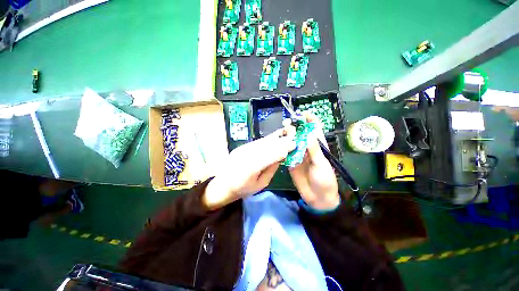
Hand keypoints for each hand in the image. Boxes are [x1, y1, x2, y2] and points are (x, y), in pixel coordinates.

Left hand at [203, 128, 295, 209]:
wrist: (223, 184)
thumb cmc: (243, 189)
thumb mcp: (260, 184)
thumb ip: (271, 170)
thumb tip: (281, 157)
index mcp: (251, 168)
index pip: (269, 156)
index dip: (282, 149)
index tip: (293, 145)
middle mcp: (246, 155)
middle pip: (266, 145)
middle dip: (281, 141)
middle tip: (293, 137)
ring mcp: (243, 149)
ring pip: (262, 141)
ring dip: (275, 138)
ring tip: (286, 134)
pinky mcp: (242, 147)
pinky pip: (257, 142)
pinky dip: (268, 139)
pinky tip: (275, 137)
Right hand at [289, 114, 339, 210]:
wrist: (317, 197)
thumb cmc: (324, 179)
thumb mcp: (321, 164)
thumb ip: (314, 150)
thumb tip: (307, 134)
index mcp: (318, 146)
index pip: (315, 129)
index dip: (310, 119)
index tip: (303, 113)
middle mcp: (307, 148)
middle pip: (301, 133)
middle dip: (295, 126)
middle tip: (288, 123)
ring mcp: (298, 154)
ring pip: (292, 141)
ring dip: (287, 136)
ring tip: (282, 132)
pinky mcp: (291, 162)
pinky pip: (286, 152)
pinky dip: (282, 147)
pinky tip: (277, 144)